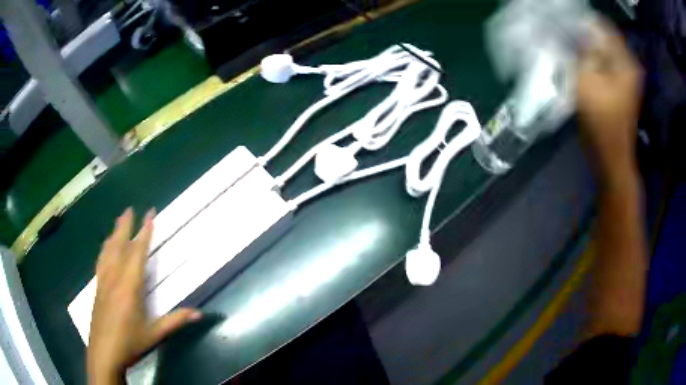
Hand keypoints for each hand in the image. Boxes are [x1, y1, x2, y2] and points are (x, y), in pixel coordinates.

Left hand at [87, 208, 201, 384]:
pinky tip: (105, 248)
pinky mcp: (97, 288)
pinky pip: (101, 261)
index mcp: (129, 286)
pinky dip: (105, 249)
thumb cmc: (130, 343)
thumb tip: (200, 313)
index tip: (149, 214)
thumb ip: (175, 321)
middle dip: (125, 226)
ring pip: (108, 251)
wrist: (103, 353)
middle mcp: (114, 278)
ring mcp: (103, 282)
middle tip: (129, 208)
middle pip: (119, 246)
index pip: (137, 253)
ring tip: (118, 221)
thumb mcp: (154, 334)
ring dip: (114, 234)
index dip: (144, 232)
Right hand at [576, 19, 642, 178]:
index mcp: (625, 61)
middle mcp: (628, 65)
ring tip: (569, 46)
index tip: (565, 20)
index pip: (603, 25)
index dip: (584, 21)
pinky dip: (591, 58)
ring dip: (586, 46)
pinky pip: (604, 62)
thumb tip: (575, 28)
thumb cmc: (601, 121)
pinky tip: (579, 61)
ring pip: (602, 49)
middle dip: (583, 33)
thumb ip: (582, 49)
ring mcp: (625, 77)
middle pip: (603, 37)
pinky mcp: (619, 86)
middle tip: (564, 33)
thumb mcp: (586, 79)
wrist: (610, 156)